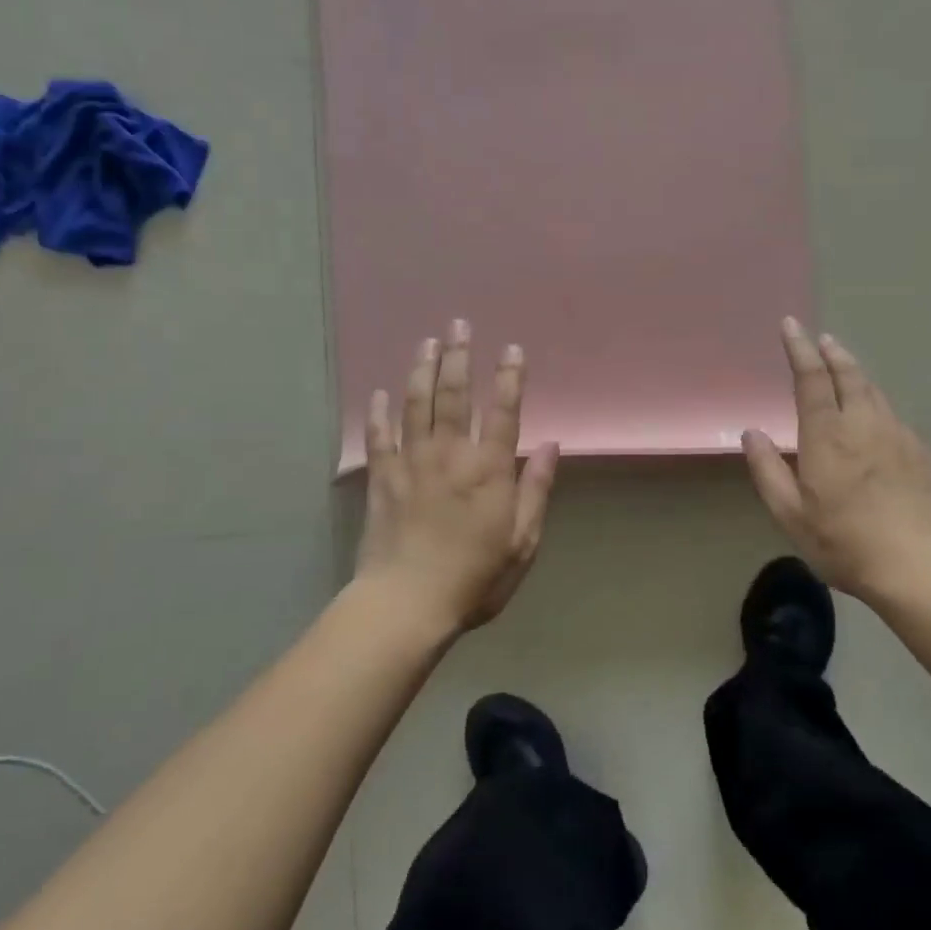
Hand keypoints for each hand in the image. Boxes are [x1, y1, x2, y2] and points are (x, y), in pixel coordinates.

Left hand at [356, 320, 560, 635]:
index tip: (512, 349)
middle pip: (454, 396)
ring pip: (416, 406)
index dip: (509, 378)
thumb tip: (552, 445)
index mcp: (489, 470)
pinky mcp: (382, 479)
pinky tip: (379, 393)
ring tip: (427, 342)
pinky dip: (378, 413)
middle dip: (458, 357)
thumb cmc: (474, 578)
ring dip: (422, 370)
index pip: (503, 412)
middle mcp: (450, 456)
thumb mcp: (522, 542)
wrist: (406, 605)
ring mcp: (411, 464)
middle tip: (459, 324)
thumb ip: (536, 490)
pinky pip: (379, 438)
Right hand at [742, 318, 930, 603]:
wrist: (919, 567)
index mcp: (827, 435)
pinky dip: (877, 402)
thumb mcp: (790, 514)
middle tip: (821, 339)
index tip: (791, 325)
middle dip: (832, 353)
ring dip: (856, 373)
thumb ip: (767, 470)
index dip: (800, 349)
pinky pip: (893, 415)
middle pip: (849, 375)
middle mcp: (864, 424)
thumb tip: (751, 432)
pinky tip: (875, 415)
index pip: (812, 379)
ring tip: (844, 366)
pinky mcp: (920, 453)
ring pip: (874, 391)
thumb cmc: (844, 542)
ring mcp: (897, 436)